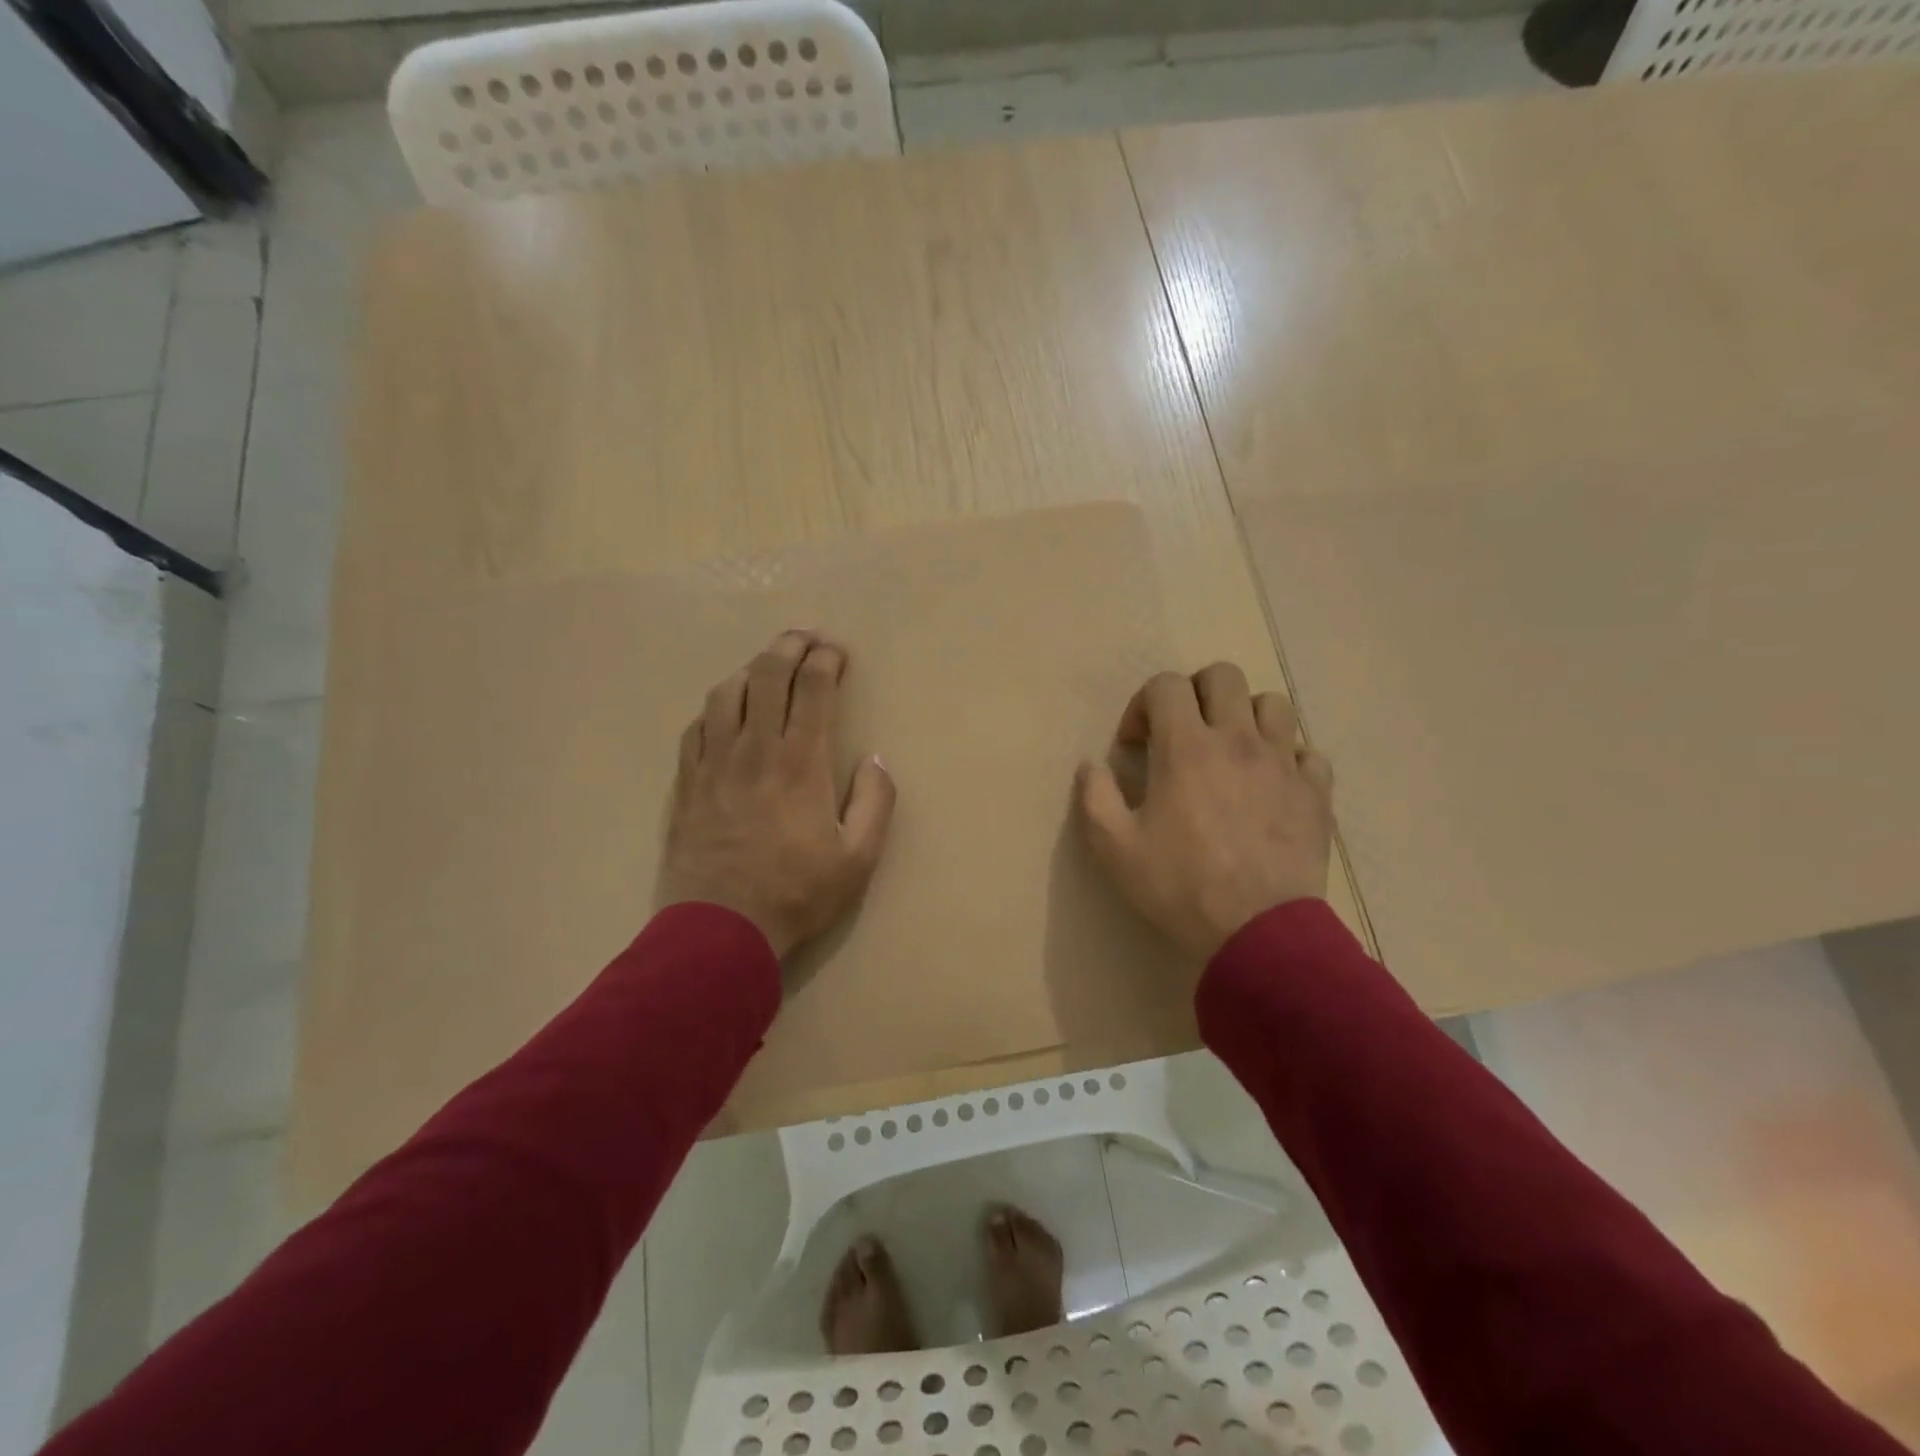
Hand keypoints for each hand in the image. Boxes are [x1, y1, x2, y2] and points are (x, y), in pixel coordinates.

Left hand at [660, 631, 895, 958]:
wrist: (720, 930)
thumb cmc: (796, 894)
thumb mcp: (858, 859)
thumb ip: (876, 803)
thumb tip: (876, 760)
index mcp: (800, 763)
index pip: (813, 689)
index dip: (826, 660)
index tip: (837, 651)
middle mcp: (754, 750)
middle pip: (767, 676)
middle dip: (789, 646)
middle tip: (806, 638)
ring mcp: (714, 763)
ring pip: (726, 693)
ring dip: (751, 670)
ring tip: (767, 668)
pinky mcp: (686, 782)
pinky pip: (697, 727)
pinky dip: (716, 707)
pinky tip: (726, 711)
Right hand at [1077, 663, 1333, 959]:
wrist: (1258, 932)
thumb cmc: (1180, 886)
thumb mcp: (1114, 847)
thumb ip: (1094, 797)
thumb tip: (1090, 765)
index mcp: (1185, 746)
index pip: (1166, 685)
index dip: (1142, 704)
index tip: (1135, 744)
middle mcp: (1237, 739)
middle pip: (1223, 676)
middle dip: (1195, 693)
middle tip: (1182, 732)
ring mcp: (1283, 763)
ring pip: (1272, 704)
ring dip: (1246, 717)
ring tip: (1231, 751)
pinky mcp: (1315, 792)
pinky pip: (1308, 753)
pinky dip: (1288, 758)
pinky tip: (1272, 785)